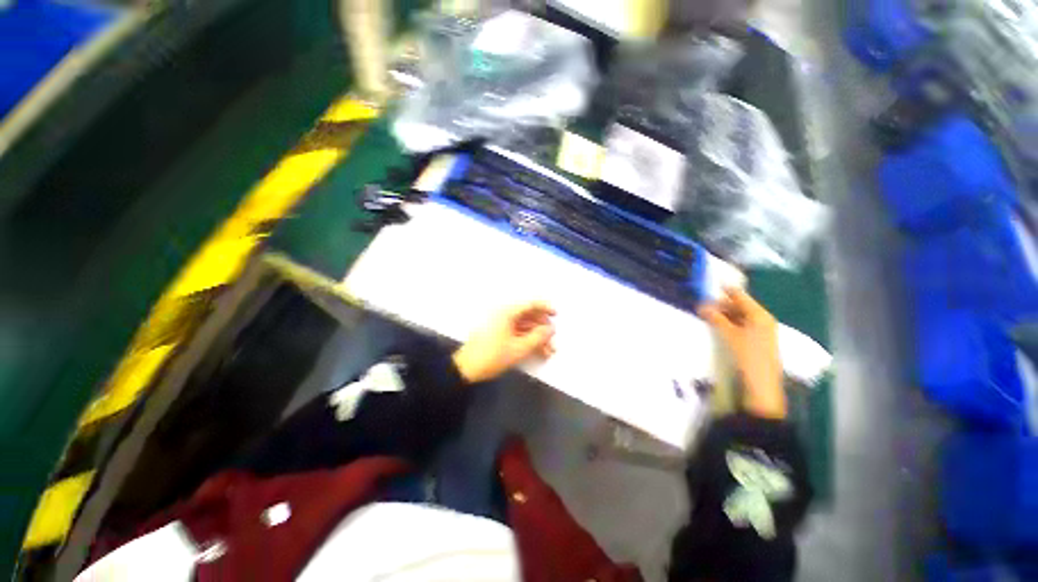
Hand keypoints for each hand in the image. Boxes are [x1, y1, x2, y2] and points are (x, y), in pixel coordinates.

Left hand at [452, 302, 556, 383]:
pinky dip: (527, 340)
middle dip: (543, 328)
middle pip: (528, 315)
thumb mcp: (518, 348)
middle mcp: (504, 314)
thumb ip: (538, 337)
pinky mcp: (498, 333)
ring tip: (548, 351)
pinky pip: (517, 332)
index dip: (545, 307)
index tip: (556, 315)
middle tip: (553, 340)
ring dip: (537, 336)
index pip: (529, 304)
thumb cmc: (493, 356)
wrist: (466, 369)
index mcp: (507, 312)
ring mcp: (500, 324)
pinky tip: (537, 352)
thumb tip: (551, 329)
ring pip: (524, 325)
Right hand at [698, 287, 784, 419]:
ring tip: (706, 314)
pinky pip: (740, 325)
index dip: (724, 289)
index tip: (708, 284)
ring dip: (723, 314)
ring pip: (739, 316)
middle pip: (740, 305)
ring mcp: (760, 331)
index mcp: (760, 315)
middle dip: (721, 303)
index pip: (739, 296)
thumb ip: (716, 318)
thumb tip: (702, 305)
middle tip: (702, 303)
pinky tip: (717, 325)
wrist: (761, 385)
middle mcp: (762, 320)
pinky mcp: (756, 340)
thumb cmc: (748, 356)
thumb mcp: (729, 334)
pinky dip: (728, 323)